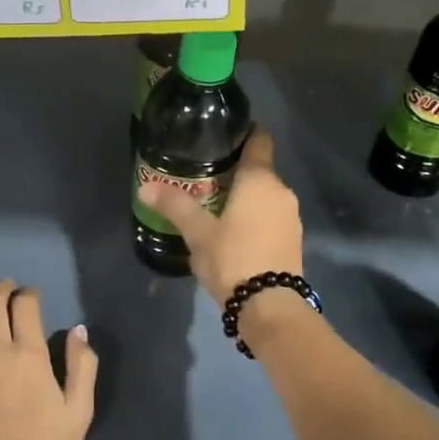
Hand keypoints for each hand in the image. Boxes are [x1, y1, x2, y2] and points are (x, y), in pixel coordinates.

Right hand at [137, 125, 302, 305]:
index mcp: (260, 179)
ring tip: (216, 204)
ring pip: (266, 195)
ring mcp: (291, 216)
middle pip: (260, 169)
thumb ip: (174, 206)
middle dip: (236, 171)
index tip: (225, 134)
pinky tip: (235, 230)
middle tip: (206, 176)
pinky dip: (256, 215)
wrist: (270, 306)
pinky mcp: (293, 238)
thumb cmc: (233, 258)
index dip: (245, 133)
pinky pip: (271, 215)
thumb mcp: (198, 232)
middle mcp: (281, 191)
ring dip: (246, 196)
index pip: (260, 140)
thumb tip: (144, 187)